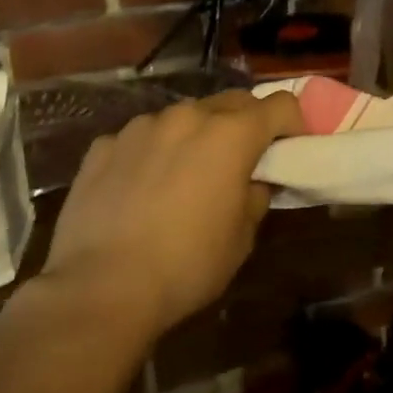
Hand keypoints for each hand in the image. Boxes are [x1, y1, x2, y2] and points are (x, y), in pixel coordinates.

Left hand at [36, 90, 303, 340]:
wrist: (99, 290)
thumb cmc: (187, 265)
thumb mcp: (243, 236)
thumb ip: (255, 194)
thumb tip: (251, 180)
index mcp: (232, 134)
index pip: (281, 104)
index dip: (293, 123)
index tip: (289, 148)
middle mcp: (188, 116)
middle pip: (233, 101)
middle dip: (246, 124)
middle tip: (242, 161)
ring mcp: (141, 127)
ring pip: (184, 117)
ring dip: (196, 136)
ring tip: (185, 175)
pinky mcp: (103, 146)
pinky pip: (141, 138)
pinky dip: (152, 153)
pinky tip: (141, 189)